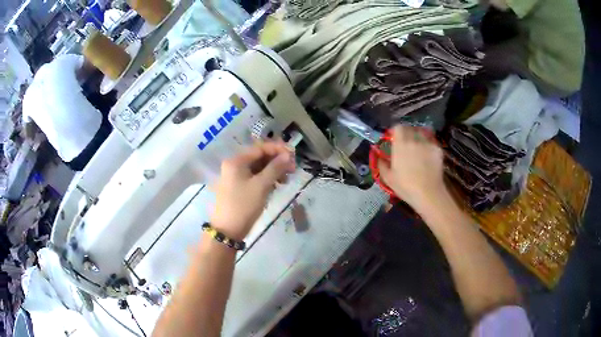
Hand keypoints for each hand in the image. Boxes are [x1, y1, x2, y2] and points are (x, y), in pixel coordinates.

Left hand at [211, 141, 295, 240]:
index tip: (293, 155)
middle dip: (277, 161)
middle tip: (292, 169)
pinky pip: (255, 177)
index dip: (278, 149)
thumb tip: (288, 155)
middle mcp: (234, 165)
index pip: (260, 148)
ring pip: (258, 168)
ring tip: (286, 180)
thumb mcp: (261, 186)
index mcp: (236, 161)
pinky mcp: (239, 187)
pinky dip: (266, 179)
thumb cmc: (243, 205)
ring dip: (273, 171)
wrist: (228, 230)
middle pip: (259, 157)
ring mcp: (236, 177)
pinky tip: (276, 185)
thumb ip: (275, 168)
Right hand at [378, 125, 445, 210]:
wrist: (428, 193)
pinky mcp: (437, 149)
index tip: (395, 138)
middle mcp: (414, 140)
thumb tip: (380, 158)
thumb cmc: (406, 186)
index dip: (396, 131)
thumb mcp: (388, 178)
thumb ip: (382, 165)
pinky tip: (429, 157)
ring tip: (419, 149)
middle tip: (407, 144)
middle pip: (410, 129)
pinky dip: (429, 147)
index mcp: (400, 145)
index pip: (398, 128)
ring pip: (422, 135)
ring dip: (419, 139)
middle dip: (408, 134)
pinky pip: (431, 143)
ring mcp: (427, 144)